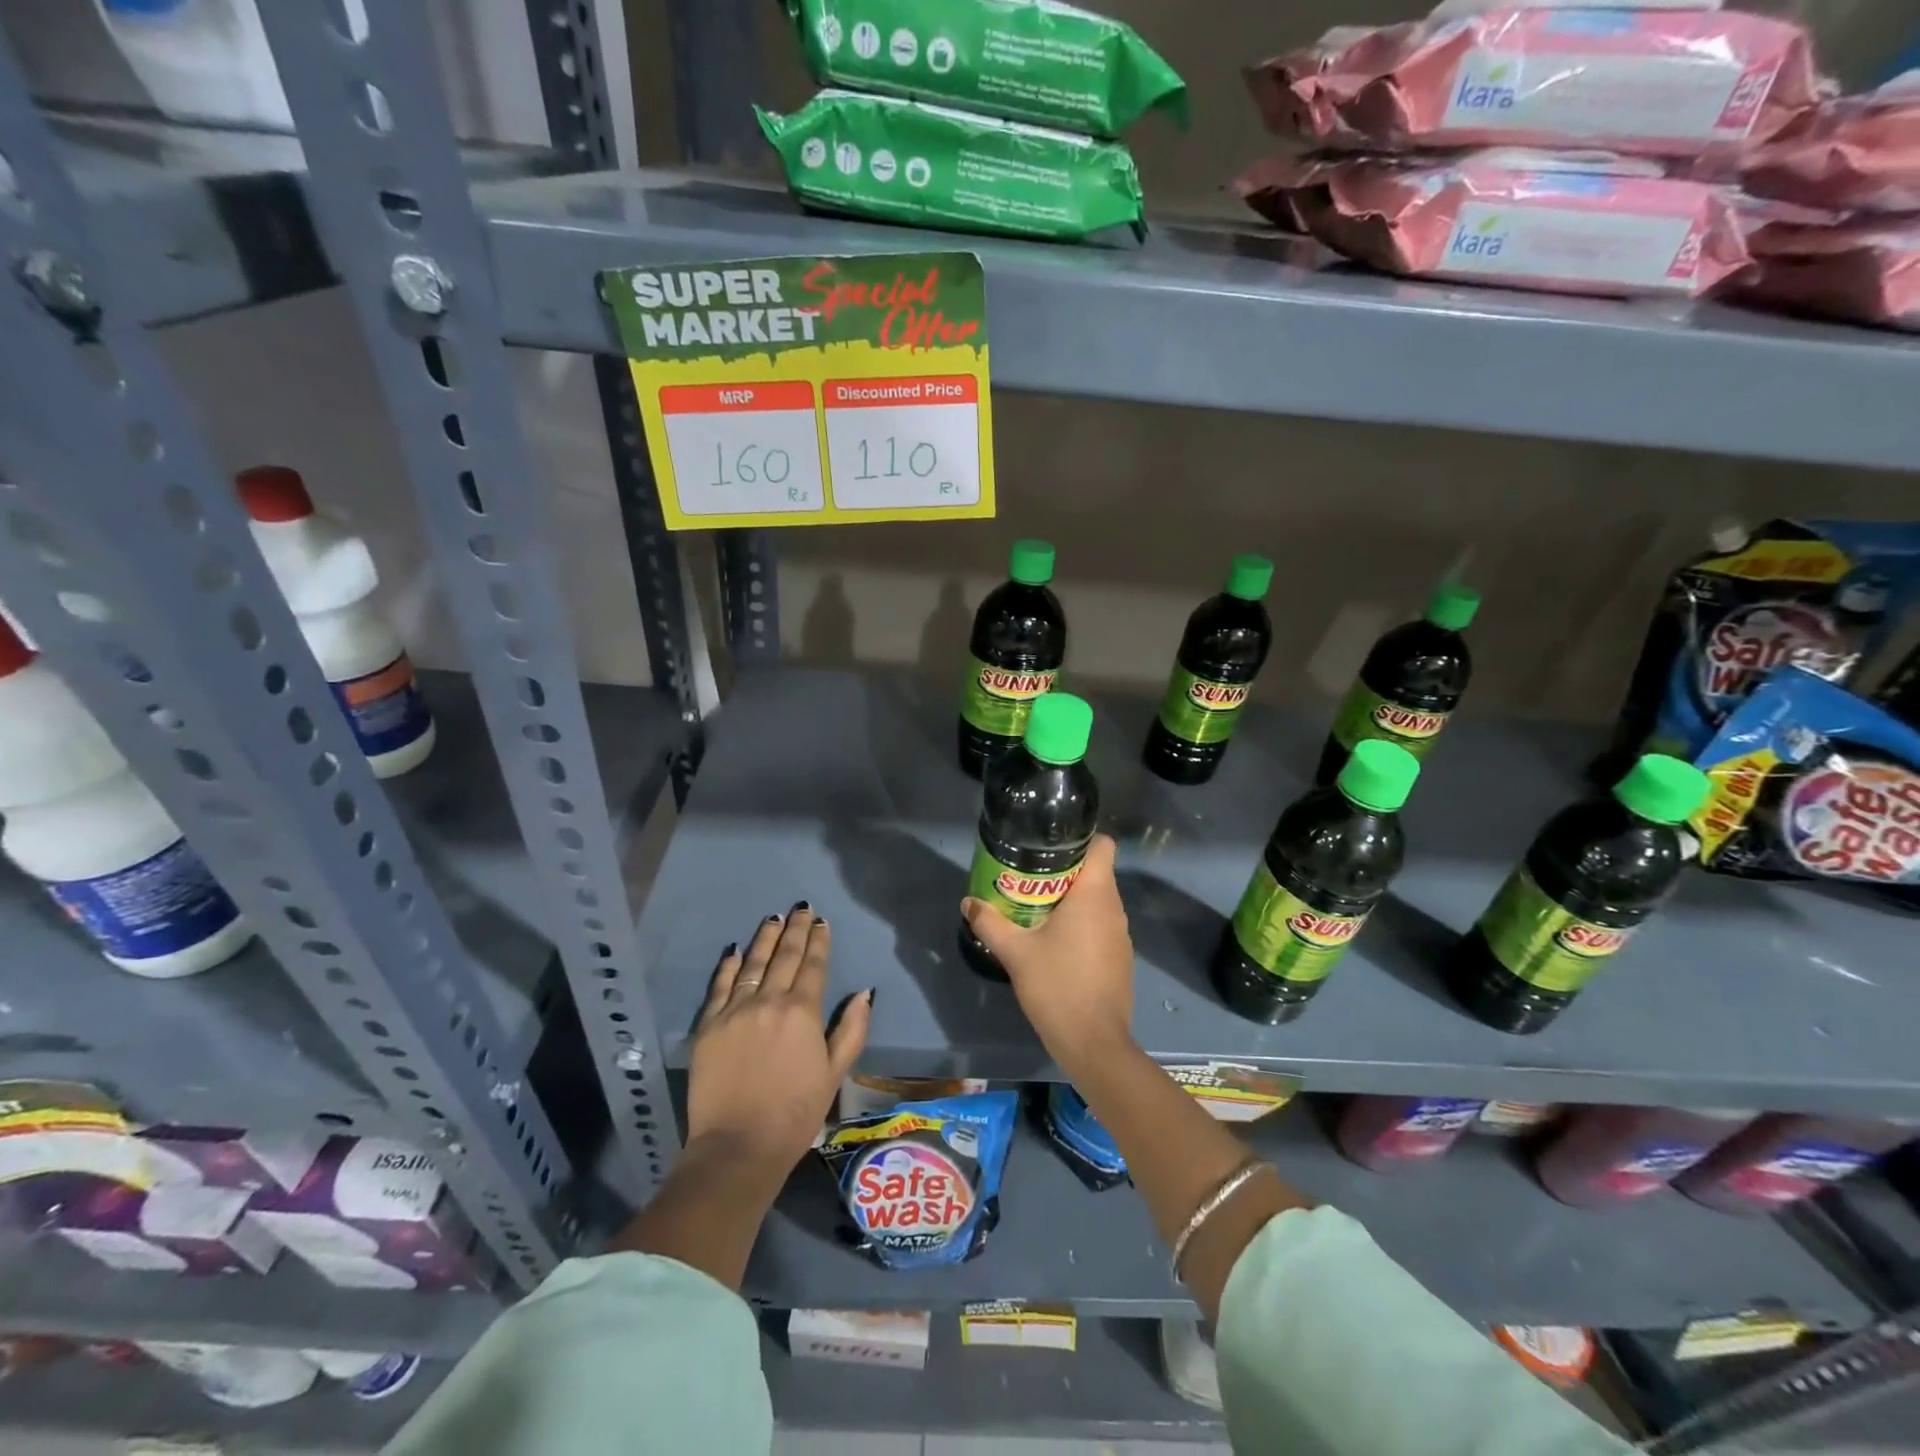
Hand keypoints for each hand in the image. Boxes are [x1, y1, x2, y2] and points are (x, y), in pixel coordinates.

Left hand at [686, 905, 871, 1173]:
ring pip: (753, 964)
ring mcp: (736, 1011)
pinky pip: (720, 987)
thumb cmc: (796, 1113)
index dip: (819, 941)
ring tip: (773, 918)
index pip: (813, 966)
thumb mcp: (835, 1074)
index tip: (821, 922)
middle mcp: (770, 1001)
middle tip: (800, 908)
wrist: (738, 1146)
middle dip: (795, 930)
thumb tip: (864, 993)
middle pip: (784, 957)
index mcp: (803, 1011)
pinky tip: (736, 950)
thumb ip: (851, 1030)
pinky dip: (729, 966)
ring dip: (765, 939)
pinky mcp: (709, 1026)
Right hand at [960, 834, 1134, 1077]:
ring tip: (1036, 908)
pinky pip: (1100, 926)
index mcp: (1095, 894)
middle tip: (1028, 878)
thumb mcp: (1015, 952)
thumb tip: (968, 902)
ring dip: (1071, 899)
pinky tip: (1054, 942)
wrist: (1093, 1043)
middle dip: (1064, 871)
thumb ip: (990, 922)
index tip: (1049, 845)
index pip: (1103, 845)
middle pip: (1095, 872)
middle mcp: (1114, 908)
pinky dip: (1081, 924)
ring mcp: (1121, 935)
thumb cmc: (1057, 986)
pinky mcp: (1120, 958)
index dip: (1081, 839)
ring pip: (1098, 901)